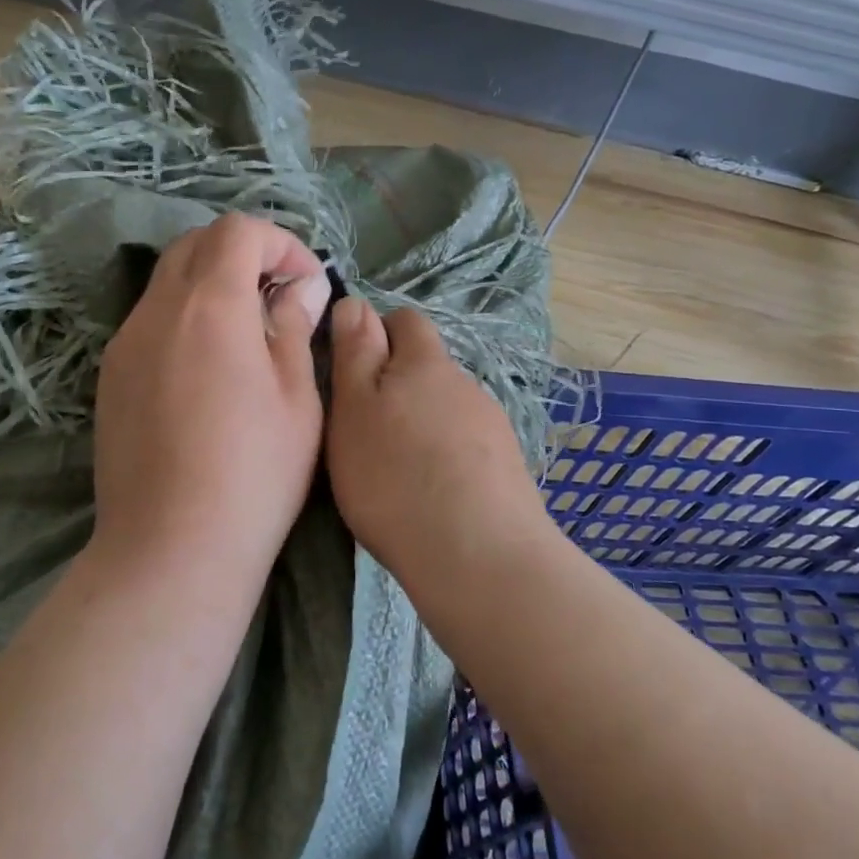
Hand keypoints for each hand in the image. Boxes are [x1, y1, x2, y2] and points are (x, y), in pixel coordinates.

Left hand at [91, 213, 331, 592]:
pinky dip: (183, 319)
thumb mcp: (296, 398)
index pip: (236, 231)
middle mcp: (156, 312)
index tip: (305, 282)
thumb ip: (294, 328)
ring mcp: (124, 345)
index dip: (279, 243)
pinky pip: (149, 323)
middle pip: (194, 246)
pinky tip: (207, 370)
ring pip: (167, 283)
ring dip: (210, 286)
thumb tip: (302, 286)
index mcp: (209, 306)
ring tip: (246, 335)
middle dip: (242, 254)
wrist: (171, 549)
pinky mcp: (110, 379)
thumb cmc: (255, 474)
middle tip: (278, 297)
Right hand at [325, 297, 553, 591]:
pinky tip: (432, 495)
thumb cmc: (394, 476)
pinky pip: (465, 446)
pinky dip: (445, 458)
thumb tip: (356, 302)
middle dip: (397, 388)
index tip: (352, 373)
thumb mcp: (353, 410)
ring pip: (445, 410)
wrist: (478, 555)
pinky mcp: (506, 466)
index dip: (377, 334)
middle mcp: (463, 384)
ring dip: (421, 426)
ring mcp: (491, 426)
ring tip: (398, 473)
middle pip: (426, 369)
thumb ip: (355, 353)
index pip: (405, 321)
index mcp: (424, 363)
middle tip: (366, 432)